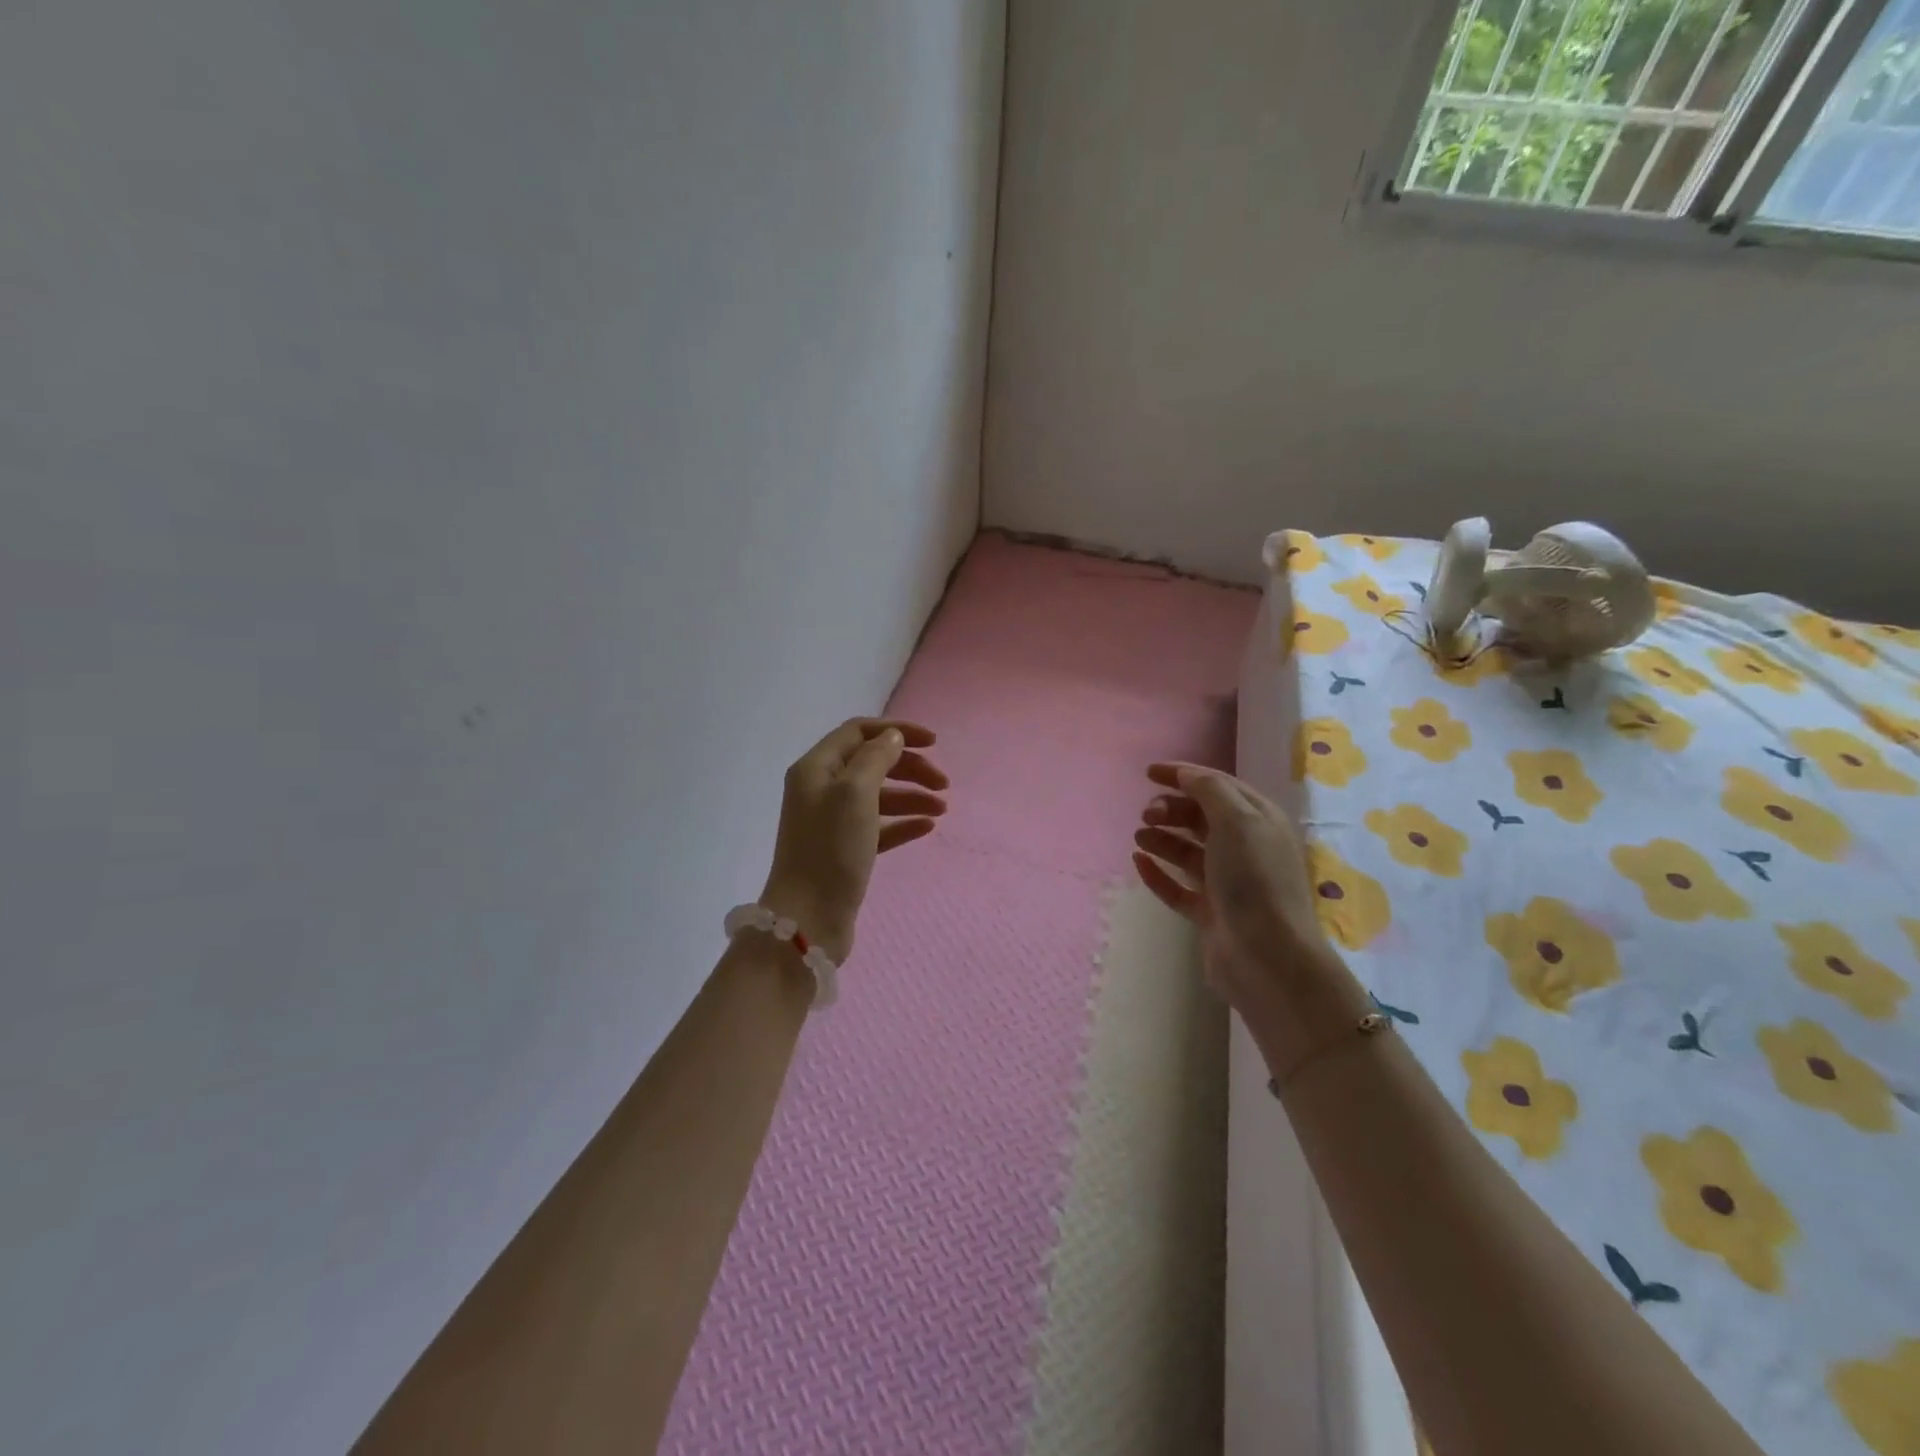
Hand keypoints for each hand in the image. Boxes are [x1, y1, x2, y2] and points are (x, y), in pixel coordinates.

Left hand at [759, 718, 948, 962]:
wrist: (808, 919)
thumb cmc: (830, 849)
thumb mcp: (854, 793)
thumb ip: (875, 758)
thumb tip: (892, 737)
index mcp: (816, 768)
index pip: (859, 732)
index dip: (897, 731)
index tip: (935, 743)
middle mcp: (821, 789)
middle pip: (872, 763)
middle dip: (910, 767)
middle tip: (943, 783)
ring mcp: (832, 822)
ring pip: (879, 796)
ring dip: (911, 796)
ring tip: (942, 808)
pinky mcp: (845, 850)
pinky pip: (879, 826)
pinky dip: (903, 822)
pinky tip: (927, 827)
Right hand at [1131, 762, 1371, 1080]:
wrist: (1268, 956)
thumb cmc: (1254, 879)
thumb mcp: (1237, 821)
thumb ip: (1209, 790)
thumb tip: (1186, 774)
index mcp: (1259, 821)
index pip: (1218, 786)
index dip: (1184, 775)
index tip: (1148, 773)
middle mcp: (1246, 849)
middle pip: (1201, 818)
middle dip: (1171, 809)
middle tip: (1146, 814)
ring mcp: (1227, 884)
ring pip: (1188, 852)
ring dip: (1162, 839)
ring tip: (1139, 836)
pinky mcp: (1210, 914)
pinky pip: (1178, 887)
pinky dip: (1158, 873)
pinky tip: (1138, 863)